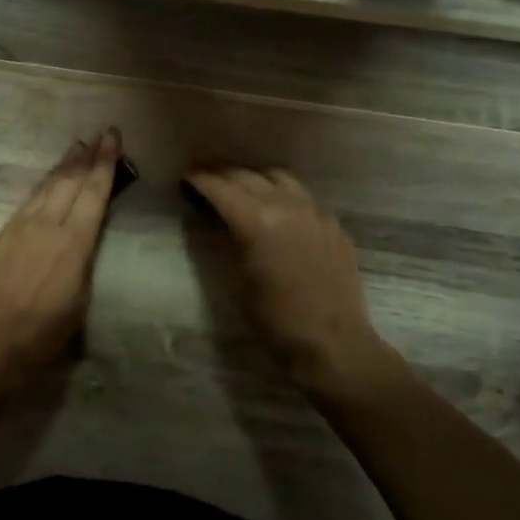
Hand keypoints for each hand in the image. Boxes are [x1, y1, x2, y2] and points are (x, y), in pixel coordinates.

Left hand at [0, 129, 120, 380]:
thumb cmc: (43, 334)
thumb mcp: (79, 301)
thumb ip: (82, 262)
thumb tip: (82, 241)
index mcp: (73, 243)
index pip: (93, 193)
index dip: (105, 163)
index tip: (113, 138)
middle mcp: (47, 226)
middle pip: (70, 181)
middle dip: (87, 156)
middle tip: (101, 134)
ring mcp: (19, 228)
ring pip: (46, 187)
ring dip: (64, 166)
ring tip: (77, 147)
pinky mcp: (1, 236)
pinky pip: (28, 201)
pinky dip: (43, 186)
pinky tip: (48, 183)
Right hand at [184, 166, 406, 404]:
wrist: (333, 345)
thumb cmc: (275, 322)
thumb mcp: (237, 282)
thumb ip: (227, 243)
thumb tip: (217, 222)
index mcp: (257, 221)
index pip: (221, 187)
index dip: (199, 179)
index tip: (185, 177)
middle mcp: (287, 206)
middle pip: (247, 176)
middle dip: (222, 174)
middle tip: (205, 178)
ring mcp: (315, 213)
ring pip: (279, 178)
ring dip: (255, 178)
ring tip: (241, 188)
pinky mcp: (333, 226)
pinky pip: (303, 197)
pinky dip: (283, 195)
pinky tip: (277, 211)